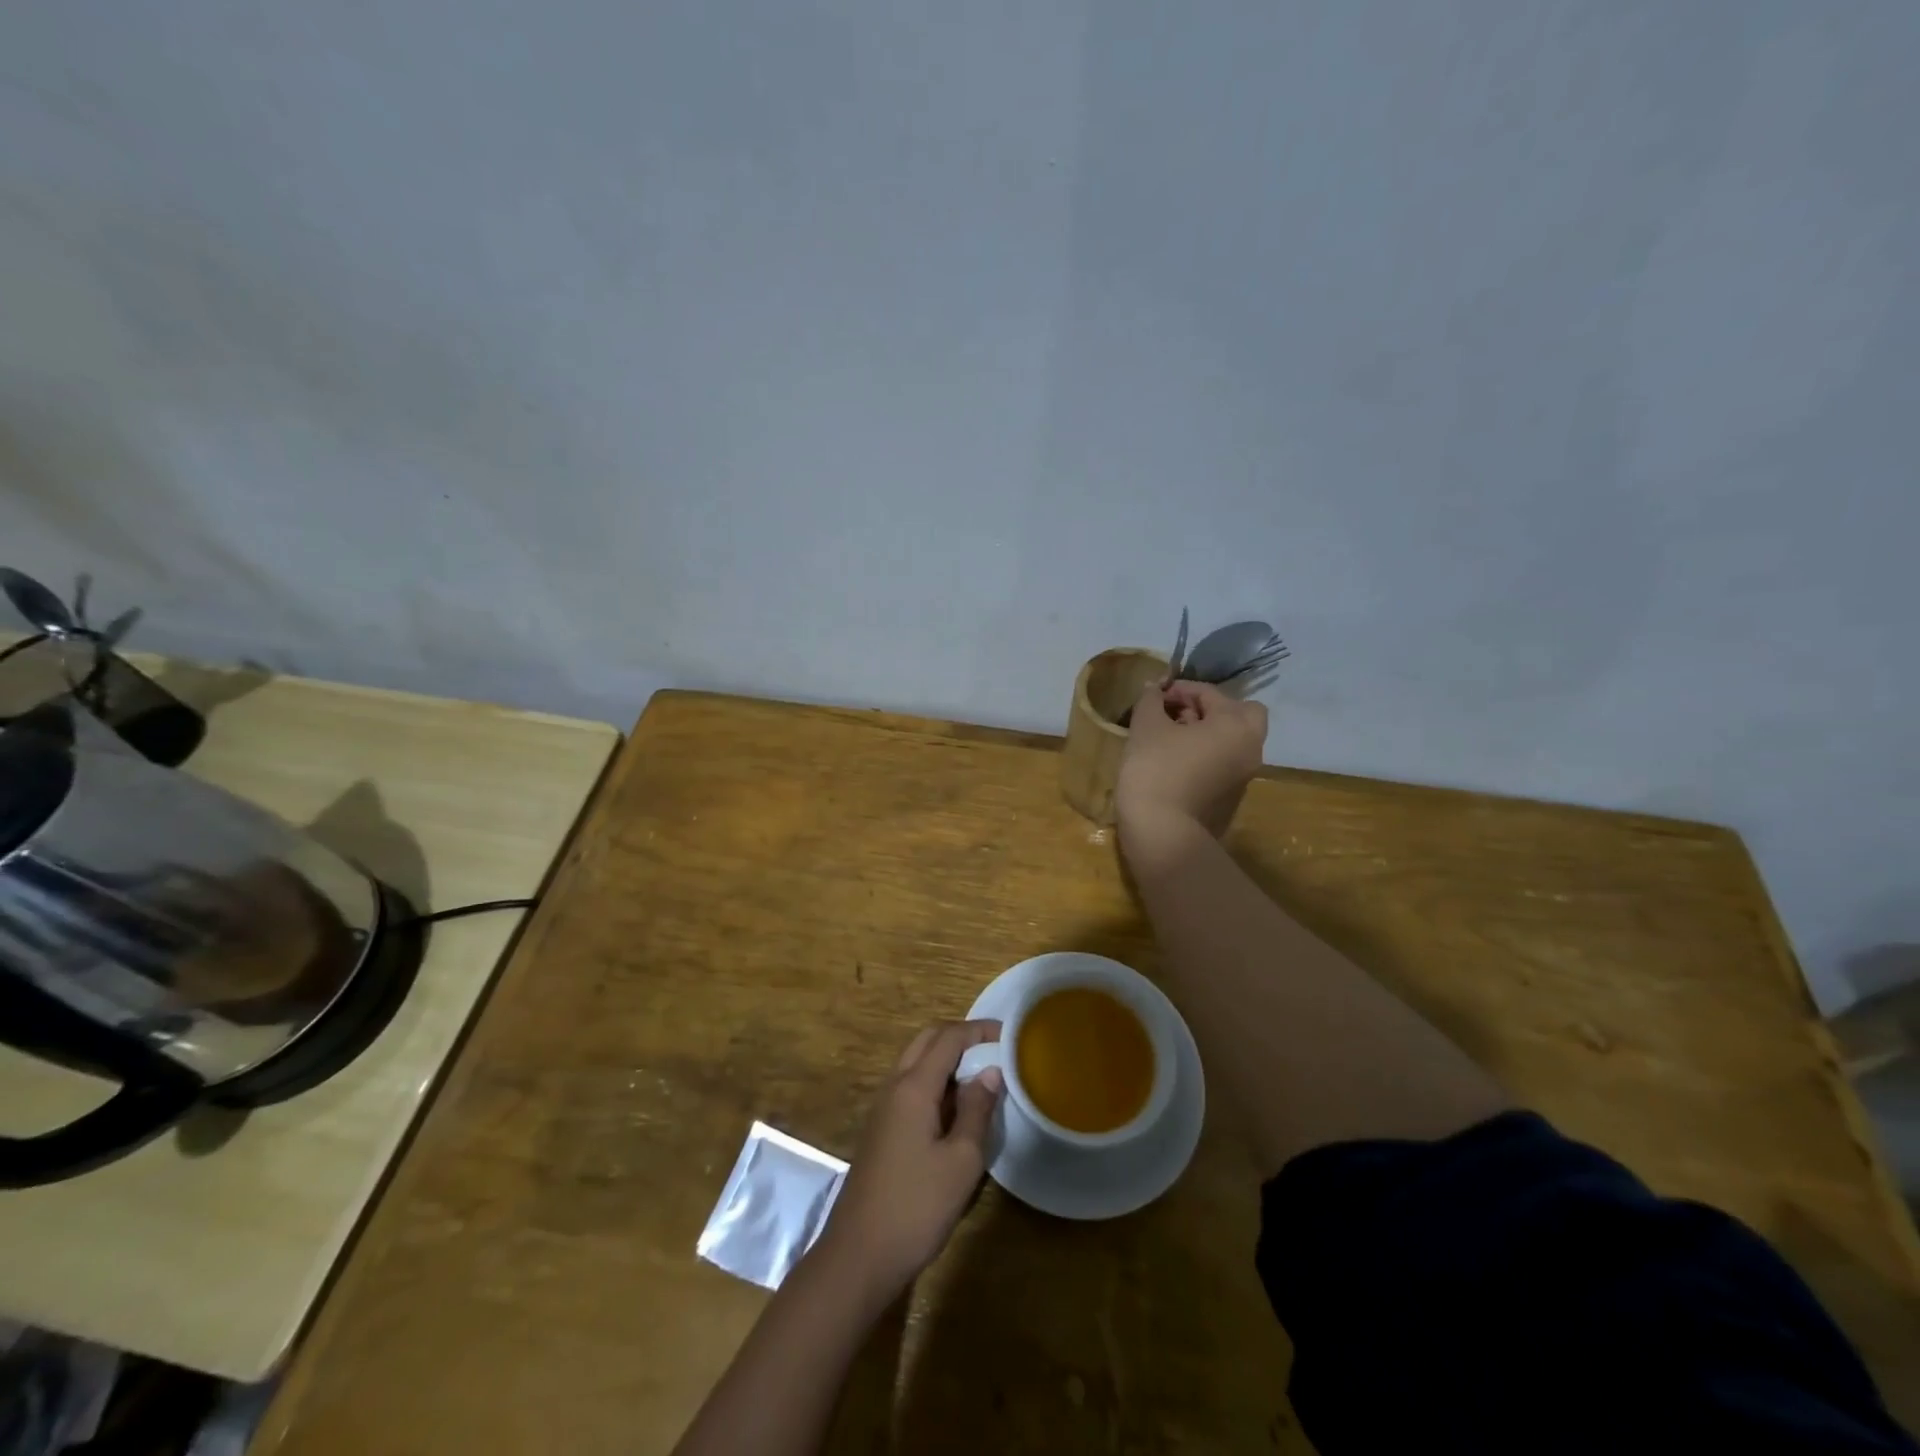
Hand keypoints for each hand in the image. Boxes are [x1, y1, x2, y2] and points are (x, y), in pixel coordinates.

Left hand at [814, 1021, 1003, 1302]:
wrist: (859, 1255)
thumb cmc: (916, 1207)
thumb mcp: (961, 1161)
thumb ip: (977, 1110)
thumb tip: (990, 1072)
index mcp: (913, 1087)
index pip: (948, 1038)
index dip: (979, 1030)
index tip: (1009, 1035)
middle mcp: (894, 1086)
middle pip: (927, 1040)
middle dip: (961, 1036)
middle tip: (994, 1049)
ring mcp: (883, 1107)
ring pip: (915, 1061)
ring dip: (946, 1057)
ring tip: (981, 1074)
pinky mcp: (881, 1128)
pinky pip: (909, 1085)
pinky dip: (934, 1079)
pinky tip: (956, 1106)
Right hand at [1116, 680, 1266, 851]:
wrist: (1162, 834)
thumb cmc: (1154, 770)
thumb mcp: (1145, 727)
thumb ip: (1151, 700)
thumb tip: (1155, 688)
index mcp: (1235, 724)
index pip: (1209, 693)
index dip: (1178, 689)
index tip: (1153, 697)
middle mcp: (1250, 748)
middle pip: (1239, 715)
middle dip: (1209, 710)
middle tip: (1177, 716)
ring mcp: (1245, 777)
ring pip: (1232, 741)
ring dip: (1207, 734)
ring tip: (1169, 740)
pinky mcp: (1232, 799)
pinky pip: (1224, 765)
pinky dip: (1206, 757)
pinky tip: (1175, 766)